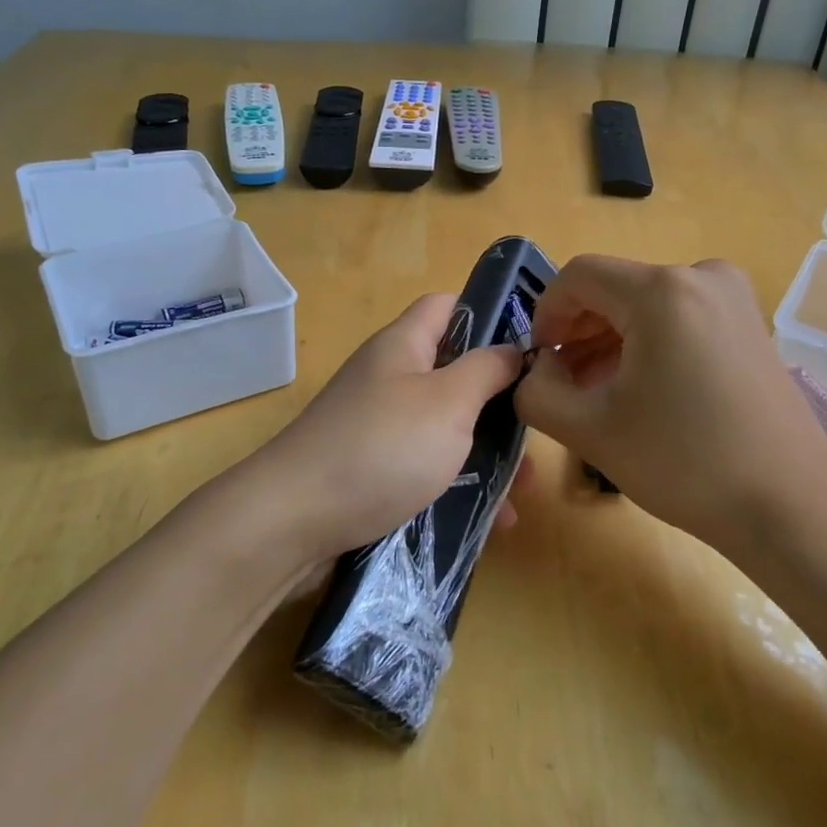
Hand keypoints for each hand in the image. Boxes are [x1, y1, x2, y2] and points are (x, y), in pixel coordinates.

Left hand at [260, 293, 524, 566]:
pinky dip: (458, 485)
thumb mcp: (448, 401)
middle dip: (497, 402)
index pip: (447, 305)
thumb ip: (487, 370)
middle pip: (453, 372)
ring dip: (485, 453)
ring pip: (445, 426)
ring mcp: (378, 425)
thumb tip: (512, 349)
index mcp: (404, 345)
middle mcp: (389, 378)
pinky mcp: (372, 469)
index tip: (530, 346)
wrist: (292, 520)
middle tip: (534, 433)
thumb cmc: (382, 447)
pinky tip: (491, 520)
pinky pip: (426, 466)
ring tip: (521, 492)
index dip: (489, 314)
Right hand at [515, 255, 826, 554]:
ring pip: (646, 304)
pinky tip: (641, 389)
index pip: (578, 276)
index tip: (540, 361)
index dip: (547, 314)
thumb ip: (536, 392)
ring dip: (611, 340)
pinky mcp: (749, 322)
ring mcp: (733, 297)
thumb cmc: (684, 463)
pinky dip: (649, 343)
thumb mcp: (590, 430)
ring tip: (599, 392)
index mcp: (662, 291)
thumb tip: (534, 370)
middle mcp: (702, 275)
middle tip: (564, 383)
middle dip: (579, 331)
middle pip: (614, 288)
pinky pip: (679, 316)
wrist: (790, 506)